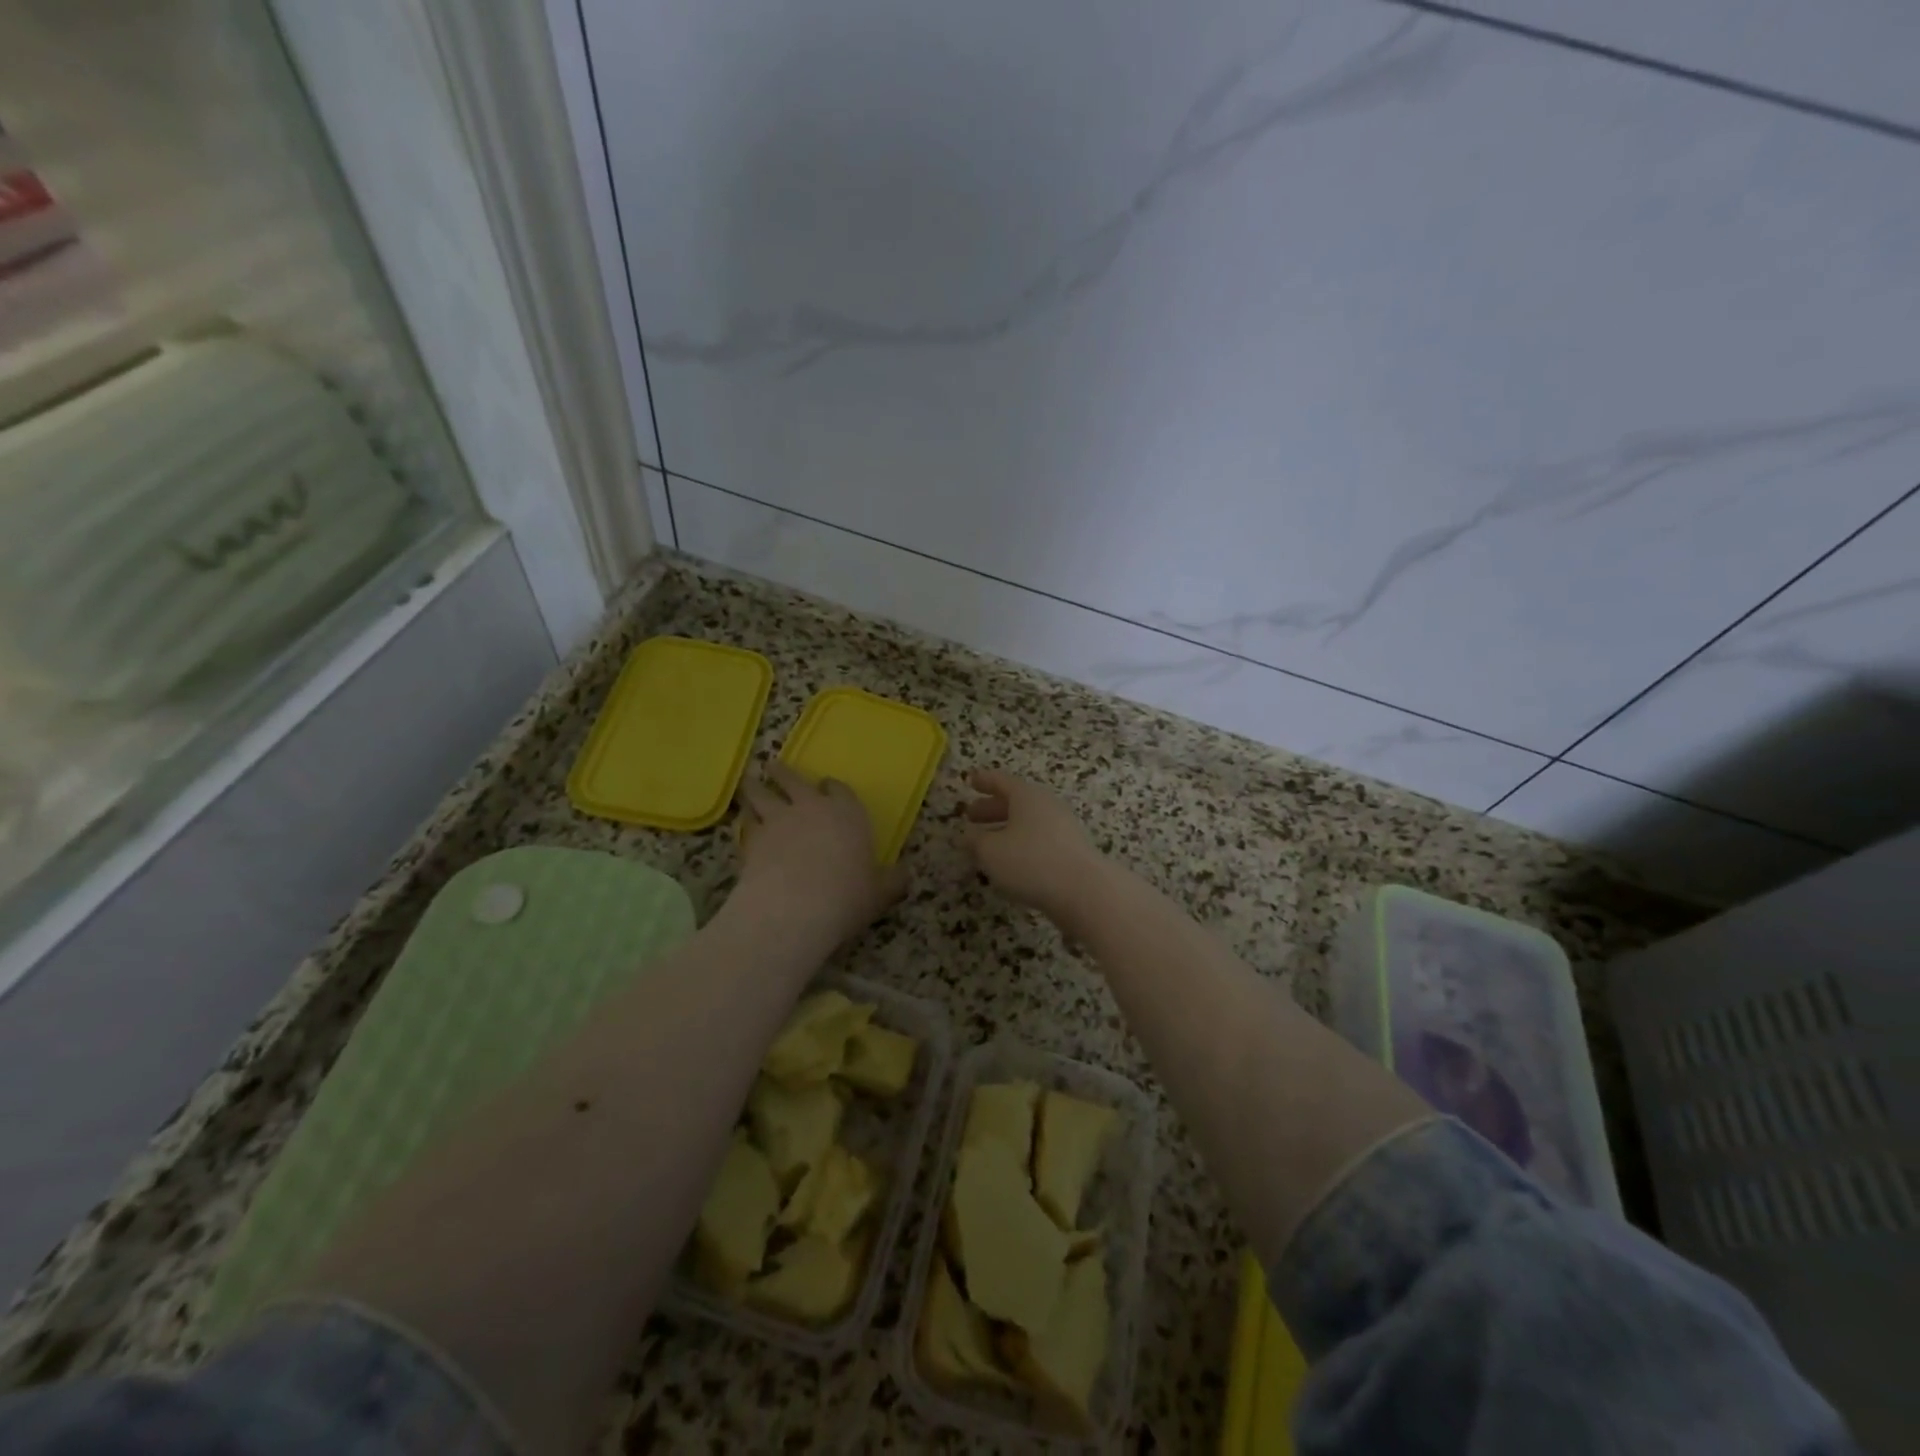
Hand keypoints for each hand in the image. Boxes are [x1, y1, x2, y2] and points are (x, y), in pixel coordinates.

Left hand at [736, 762, 907, 945]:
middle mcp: (811, 808)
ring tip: (749, 783)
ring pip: (760, 794)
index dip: (832, 787)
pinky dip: (743, 821)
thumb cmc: (847, 896)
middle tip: (773, 767)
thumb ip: (892, 882)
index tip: (826, 786)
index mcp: (847, 814)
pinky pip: (745, 823)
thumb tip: (905, 877)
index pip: (839, 790)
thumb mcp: (880, 893)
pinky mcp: (751, 839)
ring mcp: (777, 820)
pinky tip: (742, 825)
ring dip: (754, 787)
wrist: (796, 908)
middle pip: (793, 780)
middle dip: (783, 773)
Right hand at [962, 769, 1107, 924]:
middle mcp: (1047, 805)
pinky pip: (1039, 839)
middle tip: (971, 815)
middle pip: (1015, 801)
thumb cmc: (1030, 862)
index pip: (1001, 781)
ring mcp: (1063, 828)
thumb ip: (975, 841)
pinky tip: (1010, 862)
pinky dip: (1020, 844)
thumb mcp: (991, 851)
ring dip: (1005, 829)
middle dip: (991, 808)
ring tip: (986, 843)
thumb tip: (967, 835)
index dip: (984, 781)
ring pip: (1027, 822)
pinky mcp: (1071, 850)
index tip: (970, 781)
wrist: (1084, 890)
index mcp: (1027, 796)